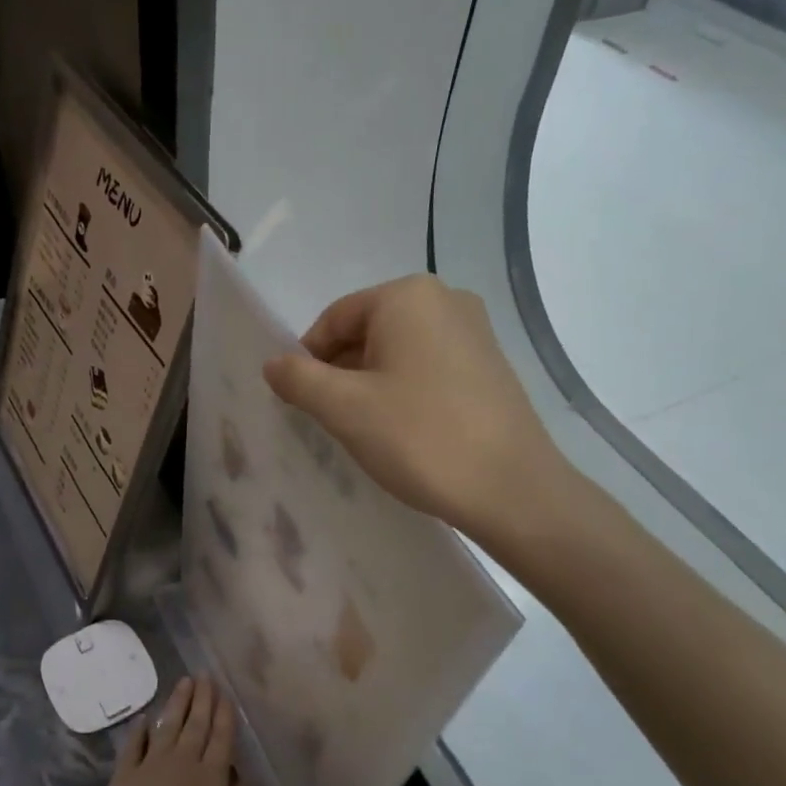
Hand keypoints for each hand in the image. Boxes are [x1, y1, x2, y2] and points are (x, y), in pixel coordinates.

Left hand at [87, 677, 252, 785]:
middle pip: (195, 724)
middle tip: (204, 675)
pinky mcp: (124, 776)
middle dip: (202, 698)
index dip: (224, 714)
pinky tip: (144, 718)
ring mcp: (151, 766)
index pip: (221, 737)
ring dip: (176, 703)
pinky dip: (139, 730)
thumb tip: (246, 775)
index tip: (225, 692)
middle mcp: (183, 763)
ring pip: (167, 727)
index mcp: (211, 778)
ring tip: (183, 682)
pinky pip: (133, 746)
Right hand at [263, 275, 579, 540]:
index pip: (334, 319)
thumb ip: (299, 379)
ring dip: (370, 385)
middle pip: (367, 332)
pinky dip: (405, 391)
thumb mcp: (345, 409)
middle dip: (340, 372)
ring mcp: (475, 332)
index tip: (299, 402)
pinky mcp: (490, 365)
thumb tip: (273, 364)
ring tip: (366, 431)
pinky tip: (404, 431)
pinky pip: (429, 367)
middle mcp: (445, 299)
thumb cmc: (420, 437)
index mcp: (407, 296)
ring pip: (398, 352)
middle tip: (329, 420)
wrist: (512, 489)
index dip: (307, 359)